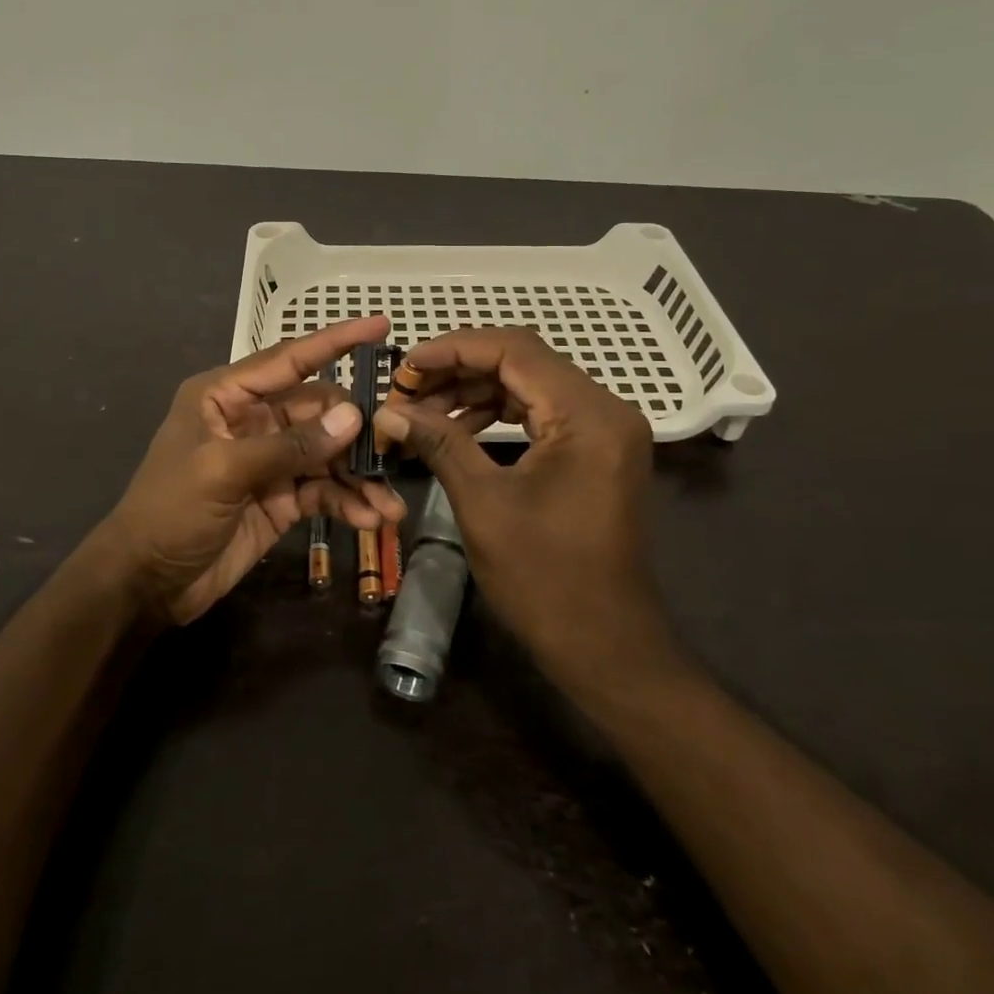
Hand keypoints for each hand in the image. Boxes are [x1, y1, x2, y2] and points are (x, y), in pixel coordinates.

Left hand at [96, 316, 405, 625]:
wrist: (147, 583)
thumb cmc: (170, 511)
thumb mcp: (224, 472)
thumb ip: (290, 445)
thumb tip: (354, 417)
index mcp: (227, 395)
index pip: (290, 359)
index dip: (336, 341)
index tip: (380, 325)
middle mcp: (252, 419)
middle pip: (319, 410)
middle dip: (356, 431)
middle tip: (393, 450)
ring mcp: (270, 460)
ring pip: (328, 454)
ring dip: (358, 476)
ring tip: (389, 503)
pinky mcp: (282, 498)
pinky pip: (324, 491)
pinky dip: (347, 502)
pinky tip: (371, 518)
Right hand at [372, 328, 681, 699]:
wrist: (605, 644)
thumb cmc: (544, 578)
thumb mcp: (483, 503)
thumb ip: (438, 442)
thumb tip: (388, 410)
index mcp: (588, 415)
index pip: (515, 351)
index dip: (454, 349)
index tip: (406, 365)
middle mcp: (605, 409)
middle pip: (524, 361)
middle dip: (460, 369)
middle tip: (408, 388)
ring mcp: (605, 430)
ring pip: (531, 383)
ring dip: (475, 390)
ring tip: (424, 409)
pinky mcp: (597, 450)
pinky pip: (543, 411)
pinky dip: (499, 412)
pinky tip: (459, 427)